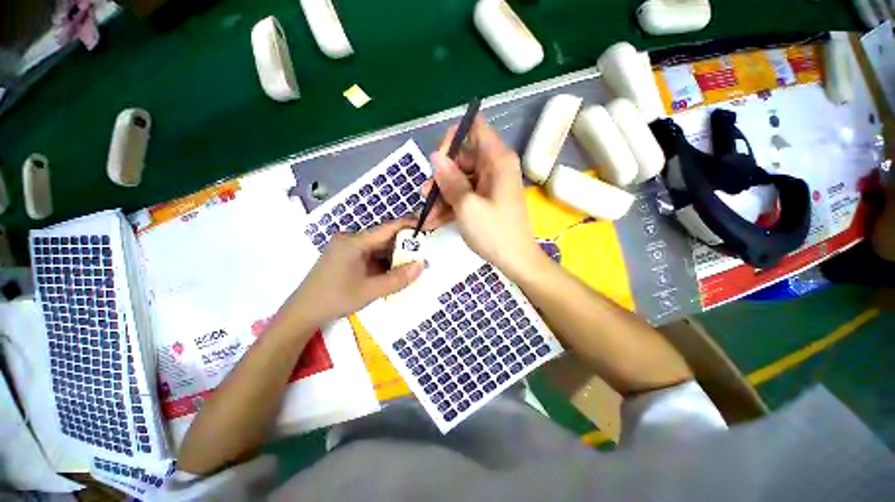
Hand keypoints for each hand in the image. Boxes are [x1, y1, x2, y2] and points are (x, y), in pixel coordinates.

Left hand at [282, 219, 423, 326]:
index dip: (410, 225)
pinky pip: (371, 253)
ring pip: (378, 246)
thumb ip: (398, 278)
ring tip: (412, 262)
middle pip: (384, 237)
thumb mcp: (370, 290)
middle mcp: (351, 239)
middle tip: (424, 251)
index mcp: (355, 242)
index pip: (389, 228)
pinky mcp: (346, 256)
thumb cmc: (335, 299)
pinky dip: (384, 260)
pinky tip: (393, 269)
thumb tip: (422, 265)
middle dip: (404, 244)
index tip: (428, 227)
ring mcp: (347, 247)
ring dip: (394, 254)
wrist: (303, 312)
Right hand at [421, 116, 542, 276]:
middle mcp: (494, 167)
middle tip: (425, 195)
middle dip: (441, 177)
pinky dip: (450, 206)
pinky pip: (465, 195)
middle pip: (462, 158)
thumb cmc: (494, 232)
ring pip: (460, 179)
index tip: (438, 161)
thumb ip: (450, 179)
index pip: (474, 128)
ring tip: (427, 215)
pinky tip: (435, 221)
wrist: (516, 260)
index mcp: (497, 160)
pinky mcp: (486, 199)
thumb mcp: (467, 206)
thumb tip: (435, 156)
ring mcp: (490, 185)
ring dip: (442, 196)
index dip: (453, 139)